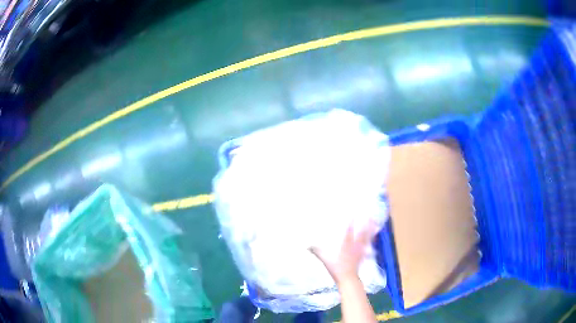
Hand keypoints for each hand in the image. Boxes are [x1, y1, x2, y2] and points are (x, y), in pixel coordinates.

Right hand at [310, 221, 378, 284]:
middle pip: (362, 233)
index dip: (351, 223)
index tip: (352, 214)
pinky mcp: (364, 255)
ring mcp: (361, 251)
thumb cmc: (337, 269)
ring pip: (368, 239)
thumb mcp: (325, 260)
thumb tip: (307, 246)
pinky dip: (372, 241)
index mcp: (346, 246)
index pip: (349, 232)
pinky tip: (375, 237)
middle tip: (370, 216)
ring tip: (376, 224)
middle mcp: (355, 246)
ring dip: (372, 231)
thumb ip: (317, 252)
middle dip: (366, 225)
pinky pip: (369, 246)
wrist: (348, 279)